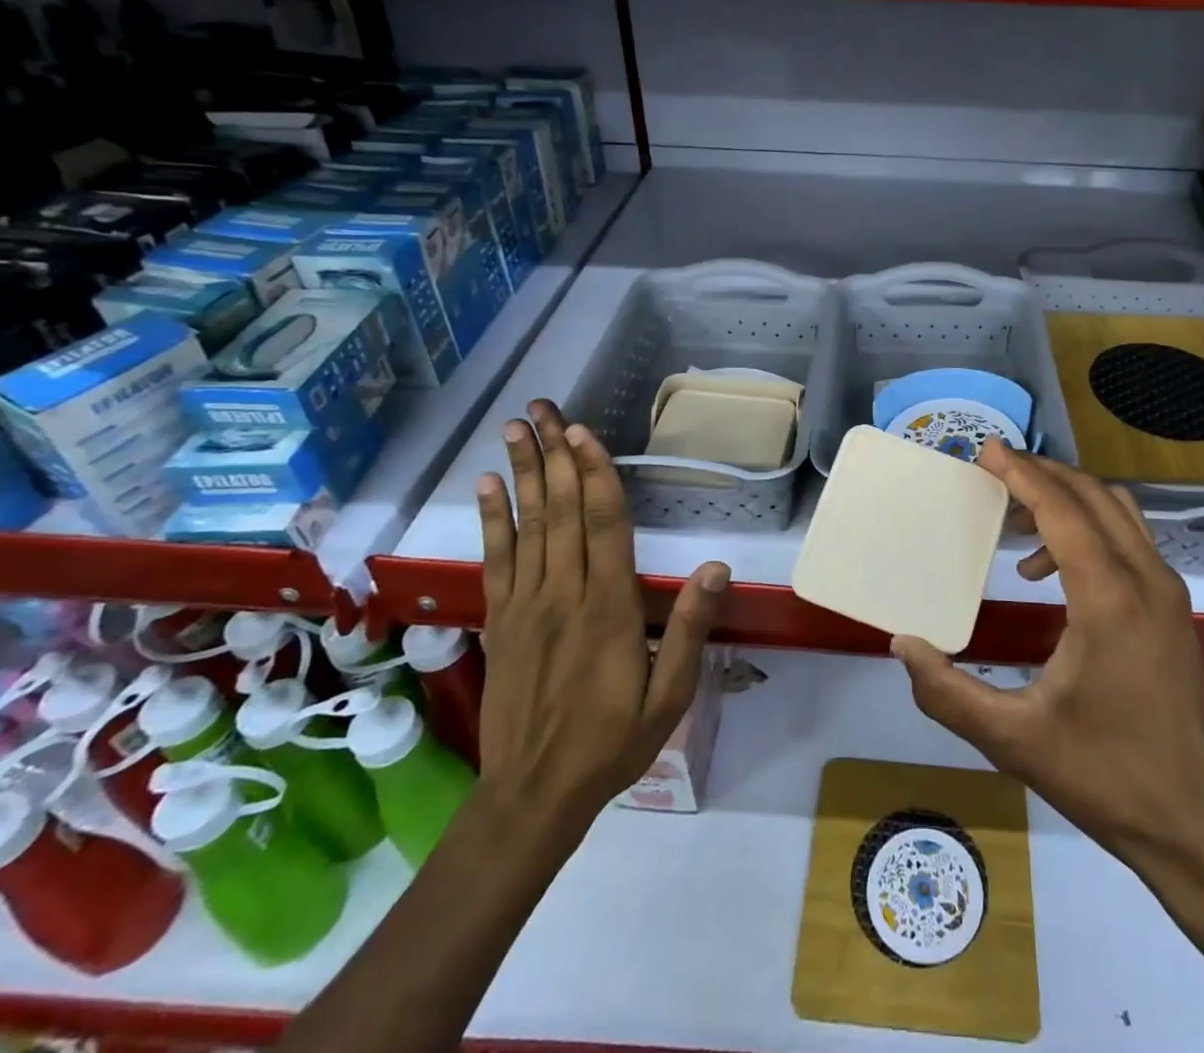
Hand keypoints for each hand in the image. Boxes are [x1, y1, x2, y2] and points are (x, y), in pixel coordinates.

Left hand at [474, 400, 730, 844]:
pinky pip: (496, 560)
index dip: (594, 476)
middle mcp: (563, 595)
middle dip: (553, 455)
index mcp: (608, 609)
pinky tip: (486, 486)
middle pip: (559, 512)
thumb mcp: (669, 696)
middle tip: (544, 408)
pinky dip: (491, 519)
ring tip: (515, 427)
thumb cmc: (611, 742)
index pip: (603, 527)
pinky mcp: (500, 619)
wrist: (532, 794)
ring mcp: (525, 605)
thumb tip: (717, 568)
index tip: (584, 433)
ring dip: (521, 473)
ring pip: (526, 525)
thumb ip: (689, 629)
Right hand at [892, 442, 1203, 893]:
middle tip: (992, 474)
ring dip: (1068, 498)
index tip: (985, 449)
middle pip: (1092, 495)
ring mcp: (1169, 593)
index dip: (1021, 472)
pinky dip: (1090, 528)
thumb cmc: (1111, 780)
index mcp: (1109, 597)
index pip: (1061, 507)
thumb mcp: (1016, 740)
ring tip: (1015, 517)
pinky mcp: (1176, 611)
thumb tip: (902, 645)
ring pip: (1118, 512)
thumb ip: (949, 692)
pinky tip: (1050, 572)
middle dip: (1041, 474)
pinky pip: (1130, 540)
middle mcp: (1146, 579)